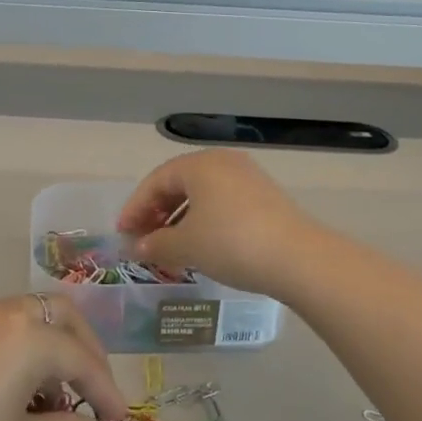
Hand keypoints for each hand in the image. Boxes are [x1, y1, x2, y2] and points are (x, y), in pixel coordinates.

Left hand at [0, 293, 128, 420]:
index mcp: (31, 336)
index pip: (83, 359)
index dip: (106, 392)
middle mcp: (6, 313)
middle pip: (62, 317)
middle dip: (86, 351)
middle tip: (95, 394)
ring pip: (31, 318)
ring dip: (54, 349)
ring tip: (55, 401)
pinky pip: (3, 327)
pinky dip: (24, 349)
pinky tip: (17, 391)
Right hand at [117, 150, 321, 297]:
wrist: (298, 258)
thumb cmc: (231, 243)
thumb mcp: (186, 246)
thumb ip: (155, 244)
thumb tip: (136, 247)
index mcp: (199, 164)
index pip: (155, 181)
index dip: (135, 207)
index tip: (122, 233)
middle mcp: (223, 162)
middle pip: (178, 184)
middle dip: (156, 212)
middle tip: (142, 240)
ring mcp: (247, 177)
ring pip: (201, 194)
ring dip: (179, 218)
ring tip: (169, 246)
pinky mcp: (264, 196)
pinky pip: (221, 202)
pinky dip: (203, 220)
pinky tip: (200, 244)